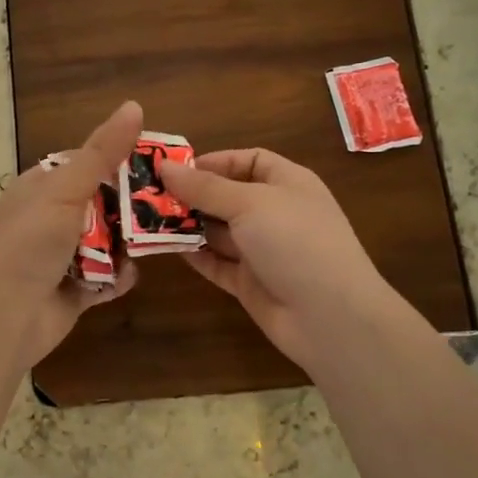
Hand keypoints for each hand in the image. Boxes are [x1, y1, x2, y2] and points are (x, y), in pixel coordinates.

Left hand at [0, 100, 141, 368]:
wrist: (4, 318)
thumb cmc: (30, 244)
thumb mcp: (66, 190)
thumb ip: (102, 152)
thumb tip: (134, 105)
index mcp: (41, 187)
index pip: (86, 163)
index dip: (119, 160)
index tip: (157, 161)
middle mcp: (50, 218)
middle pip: (103, 203)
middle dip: (131, 207)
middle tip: (167, 204)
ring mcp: (62, 255)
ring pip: (108, 241)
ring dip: (126, 244)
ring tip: (152, 241)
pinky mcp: (75, 290)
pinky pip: (106, 277)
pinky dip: (117, 277)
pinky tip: (124, 277)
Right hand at [162, 148, 397, 368]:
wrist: (330, 316)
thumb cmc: (295, 241)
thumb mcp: (250, 203)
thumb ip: (205, 187)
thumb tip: (165, 166)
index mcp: (288, 183)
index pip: (249, 161)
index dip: (214, 161)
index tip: (176, 169)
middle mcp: (276, 213)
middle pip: (228, 196)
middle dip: (192, 195)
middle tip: (148, 195)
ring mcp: (263, 250)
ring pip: (219, 231)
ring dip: (187, 225)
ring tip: (147, 220)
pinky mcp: (250, 283)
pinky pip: (217, 263)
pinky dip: (194, 255)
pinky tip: (166, 248)